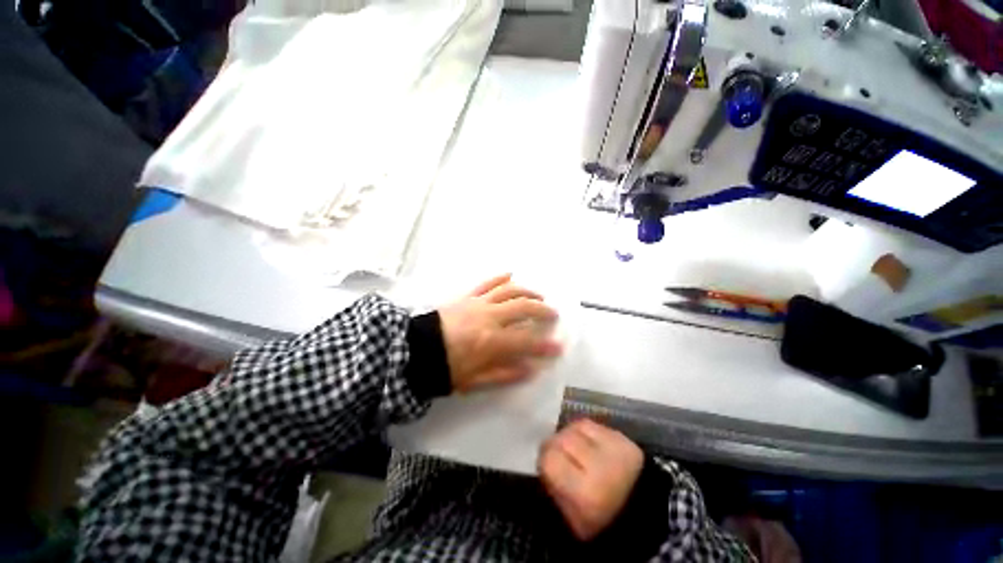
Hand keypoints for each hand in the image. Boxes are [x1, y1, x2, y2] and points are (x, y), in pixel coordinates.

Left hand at [438, 274, 561, 392]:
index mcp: (491, 341)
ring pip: (509, 290)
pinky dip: (500, 278)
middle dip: (542, 310)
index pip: (526, 341)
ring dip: (527, 291)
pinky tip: (510, 274)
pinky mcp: (467, 297)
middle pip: (523, 307)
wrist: (414, 350)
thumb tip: (530, 369)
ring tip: (539, 295)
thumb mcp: (474, 381)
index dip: (545, 345)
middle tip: (553, 314)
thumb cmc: (444, 368)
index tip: (559, 347)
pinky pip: (487, 283)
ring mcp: (478, 303)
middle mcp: (490, 317)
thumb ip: (504, 374)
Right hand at [538, 419, 643, 540]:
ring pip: (576, 425)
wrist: (647, 514)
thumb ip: (553, 488)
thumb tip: (542, 459)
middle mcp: (599, 463)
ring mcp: (613, 447)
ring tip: (574, 447)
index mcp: (585, 492)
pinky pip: (594, 424)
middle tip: (559, 455)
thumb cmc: (604, 522)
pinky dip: (585, 432)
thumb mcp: (572, 520)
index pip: (550, 458)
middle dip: (555, 444)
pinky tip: (588, 443)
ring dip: (570, 434)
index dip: (544, 458)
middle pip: (562, 437)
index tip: (547, 465)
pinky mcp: (623, 437)